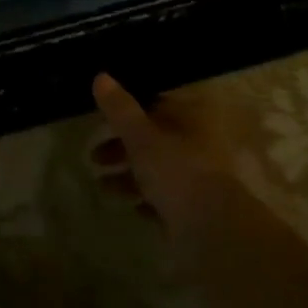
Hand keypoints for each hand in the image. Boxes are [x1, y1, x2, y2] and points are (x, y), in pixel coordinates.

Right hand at [91, 73, 238, 230]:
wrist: (212, 231)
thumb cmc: (177, 171)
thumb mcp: (141, 137)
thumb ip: (120, 109)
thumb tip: (100, 76)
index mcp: (192, 118)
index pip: (158, 103)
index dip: (129, 108)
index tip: (103, 117)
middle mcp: (199, 143)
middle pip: (154, 138)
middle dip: (122, 147)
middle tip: (94, 156)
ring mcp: (199, 177)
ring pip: (157, 169)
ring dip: (129, 176)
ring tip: (102, 186)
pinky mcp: (195, 207)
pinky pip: (166, 198)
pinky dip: (147, 199)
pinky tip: (131, 206)